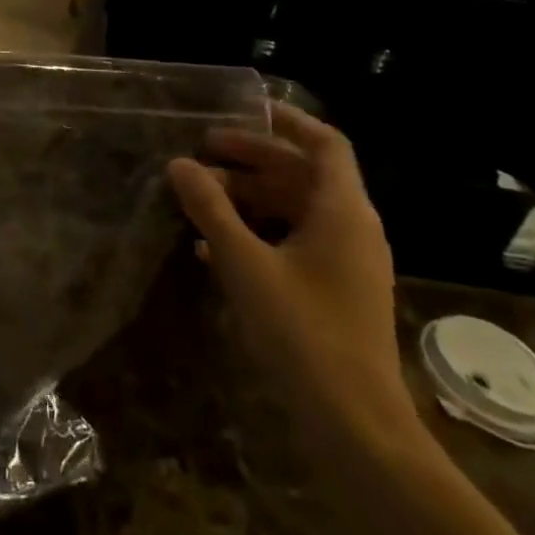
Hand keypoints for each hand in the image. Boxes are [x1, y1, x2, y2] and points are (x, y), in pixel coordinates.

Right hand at [167, 103, 413, 441]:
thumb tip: (179, 164)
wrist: (355, 425)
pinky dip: (258, 233)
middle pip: (302, 175)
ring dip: (249, 197)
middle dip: (252, 160)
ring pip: (295, 210)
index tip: (242, 109)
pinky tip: (212, 248)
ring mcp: (346, 263)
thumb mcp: (245, 263)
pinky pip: (295, 243)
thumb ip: (211, 209)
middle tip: (201, 153)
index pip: (325, 143)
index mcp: (343, 211)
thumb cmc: (302, 332)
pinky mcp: (335, 292)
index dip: (287, 120)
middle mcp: (351, 229)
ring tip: (200, 198)